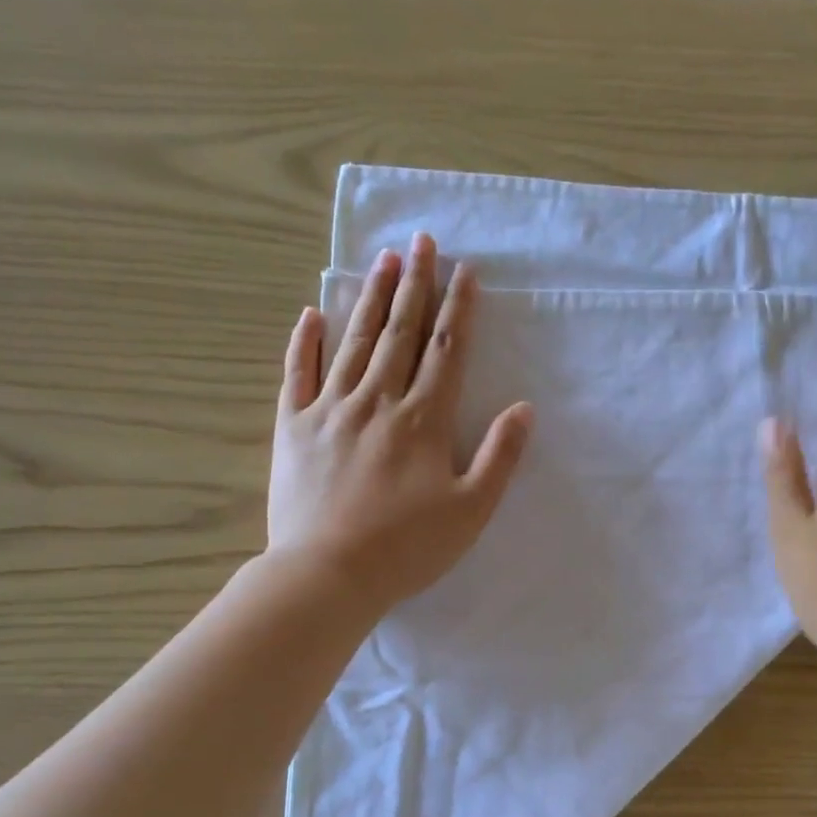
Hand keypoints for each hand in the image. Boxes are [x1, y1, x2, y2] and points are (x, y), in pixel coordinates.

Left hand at [269, 233, 533, 612]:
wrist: (328, 574)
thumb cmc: (408, 548)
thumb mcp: (472, 510)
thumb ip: (500, 457)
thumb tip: (524, 409)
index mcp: (423, 420)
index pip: (445, 352)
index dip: (458, 310)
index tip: (464, 271)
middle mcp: (377, 401)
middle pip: (400, 333)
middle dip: (415, 285)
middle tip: (421, 241)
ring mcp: (329, 410)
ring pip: (354, 342)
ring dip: (370, 298)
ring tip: (382, 259)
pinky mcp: (292, 427)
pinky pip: (298, 373)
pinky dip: (305, 342)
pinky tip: (312, 314)